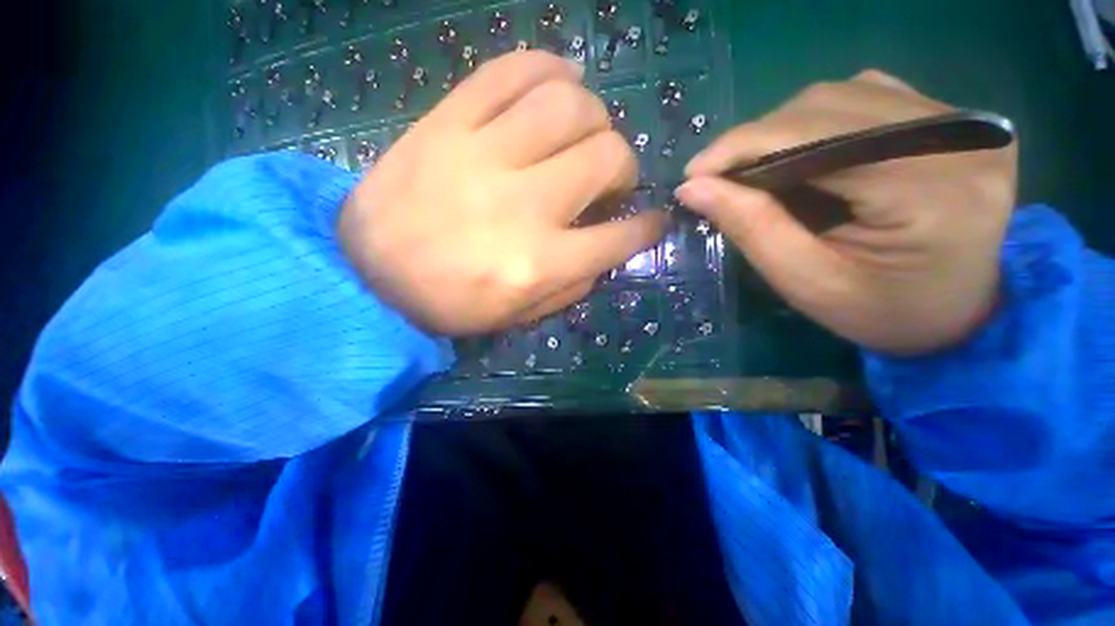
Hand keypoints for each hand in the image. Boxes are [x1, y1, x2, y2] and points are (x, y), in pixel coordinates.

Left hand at [340, 51, 666, 335]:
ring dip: (594, 116)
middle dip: (624, 165)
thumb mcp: (521, 314)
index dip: (648, 227)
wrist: (368, 276)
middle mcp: (522, 206)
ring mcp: (482, 155)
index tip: (653, 220)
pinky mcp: (446, 122)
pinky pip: (509, 71)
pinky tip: (560, 82)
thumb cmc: (450, 304)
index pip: (620, 236)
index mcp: (540, 262)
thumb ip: (574, 284)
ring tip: (587, 133)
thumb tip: (608, 248)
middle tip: (610, 177)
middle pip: (606, 155)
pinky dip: (548, 68)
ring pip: (568, 103)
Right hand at [678, 71, 1017, 354]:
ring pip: (842, 95)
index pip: (818, 138)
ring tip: (754, 171)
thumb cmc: (880, 312)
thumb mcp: (806, 283)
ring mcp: (963, 119)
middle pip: (828, 107)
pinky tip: (802, 153)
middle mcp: (959, 137)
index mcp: (931, 193)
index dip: (743, 147)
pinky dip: (816, 121)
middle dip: (756, 140)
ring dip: (782, 131)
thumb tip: (693, 186)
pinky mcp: (954, 117)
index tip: (693, 173)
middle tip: (717, 178)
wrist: (956, 310)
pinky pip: (866, 95)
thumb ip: (752, 228)